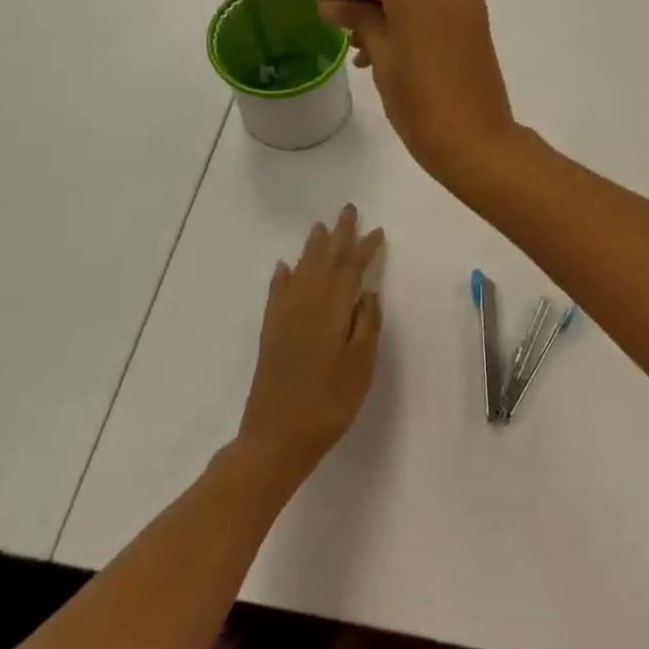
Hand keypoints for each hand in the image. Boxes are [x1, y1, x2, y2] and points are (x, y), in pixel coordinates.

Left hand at [237, 206, 385, 487]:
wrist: (276, 437)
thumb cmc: (329, 402)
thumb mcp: (361, 365)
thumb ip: (367, 324)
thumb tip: (368, 292)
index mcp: (332, 308)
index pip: (351, 269)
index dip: (365, 248)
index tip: (376, 230)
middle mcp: (306, 303)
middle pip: (324, 260)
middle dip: (338, 236)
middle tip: (348, 211)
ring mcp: (285, 317)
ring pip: (301, 270)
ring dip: (312, 248)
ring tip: (320, 227)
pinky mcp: (271, 332)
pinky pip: (277, 292)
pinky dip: (282, 277)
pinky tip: (284, 267)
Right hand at [318, 0, 517, 187]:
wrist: (474, 138)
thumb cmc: (419, 100)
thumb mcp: (382, 55)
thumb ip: (359, 19)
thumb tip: (333, 5)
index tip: (322, 12)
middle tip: (343, 22)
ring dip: (389, 1)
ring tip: (361, 43)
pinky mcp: (476, 15)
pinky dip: (412, 9)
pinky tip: (388, 44)